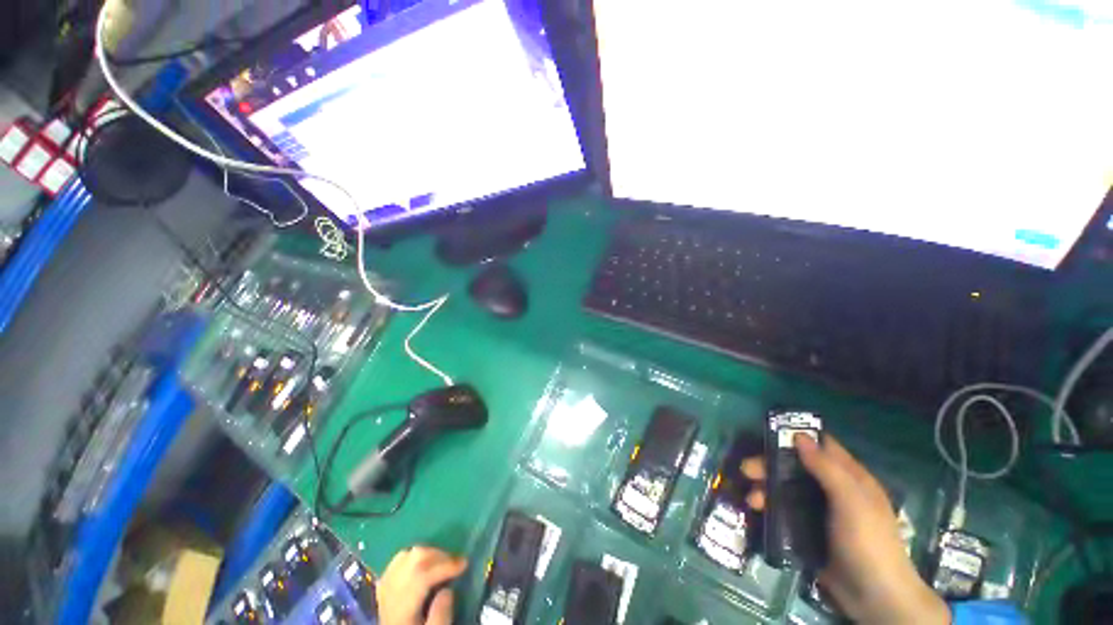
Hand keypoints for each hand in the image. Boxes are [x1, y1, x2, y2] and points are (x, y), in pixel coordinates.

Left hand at [376, 546, 467, 624]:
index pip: (422, 576)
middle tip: (456, 562)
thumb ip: (441, 616)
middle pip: (414, 559)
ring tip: (443, 562)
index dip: (445, 566)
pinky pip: (399, 558)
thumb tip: (448, 590)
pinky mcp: (384, 581)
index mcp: (402, 607)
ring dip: (429, 553)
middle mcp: (390, 591)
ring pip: (407, 554)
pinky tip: (425, 563)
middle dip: (439, 556)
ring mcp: (385, 584)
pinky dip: (415, 555)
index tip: (464, 564)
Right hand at [740, 435, 949, 624]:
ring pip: (787, 490)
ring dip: (766, 489)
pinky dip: (770, 508)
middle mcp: (833, 490)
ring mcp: (820, 512)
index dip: (796, 438)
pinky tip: (757, 512)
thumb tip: (798, 436)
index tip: (767, 434)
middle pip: (796, 468)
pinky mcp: (809, 532)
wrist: (873, 598)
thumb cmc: (867, 542)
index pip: (822, 447)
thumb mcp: (851, 501)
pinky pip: (785, 512)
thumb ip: (826, 468)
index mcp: (850, 478)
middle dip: (770, 466)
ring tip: (751, 500)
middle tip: (747, 470)